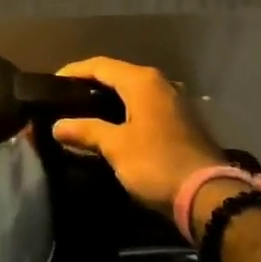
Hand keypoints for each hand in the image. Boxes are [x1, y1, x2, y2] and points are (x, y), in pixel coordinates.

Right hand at [51, 58, 228, 221]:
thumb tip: (57, 125)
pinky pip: (145, 107)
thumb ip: (85, 130)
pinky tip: (112, 127)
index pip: (99, 65)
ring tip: (84, 113)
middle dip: (90, 85)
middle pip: (117, 75)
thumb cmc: (156, 163)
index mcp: (142, 81)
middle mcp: (160, 83)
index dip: (73, 71)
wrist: (209, 196)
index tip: (51, 83)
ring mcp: (175, 102)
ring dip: (108, 99)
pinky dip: (125, 112)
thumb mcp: (115, 146)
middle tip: (65, 99)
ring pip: (132, 92)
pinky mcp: (182, 122)